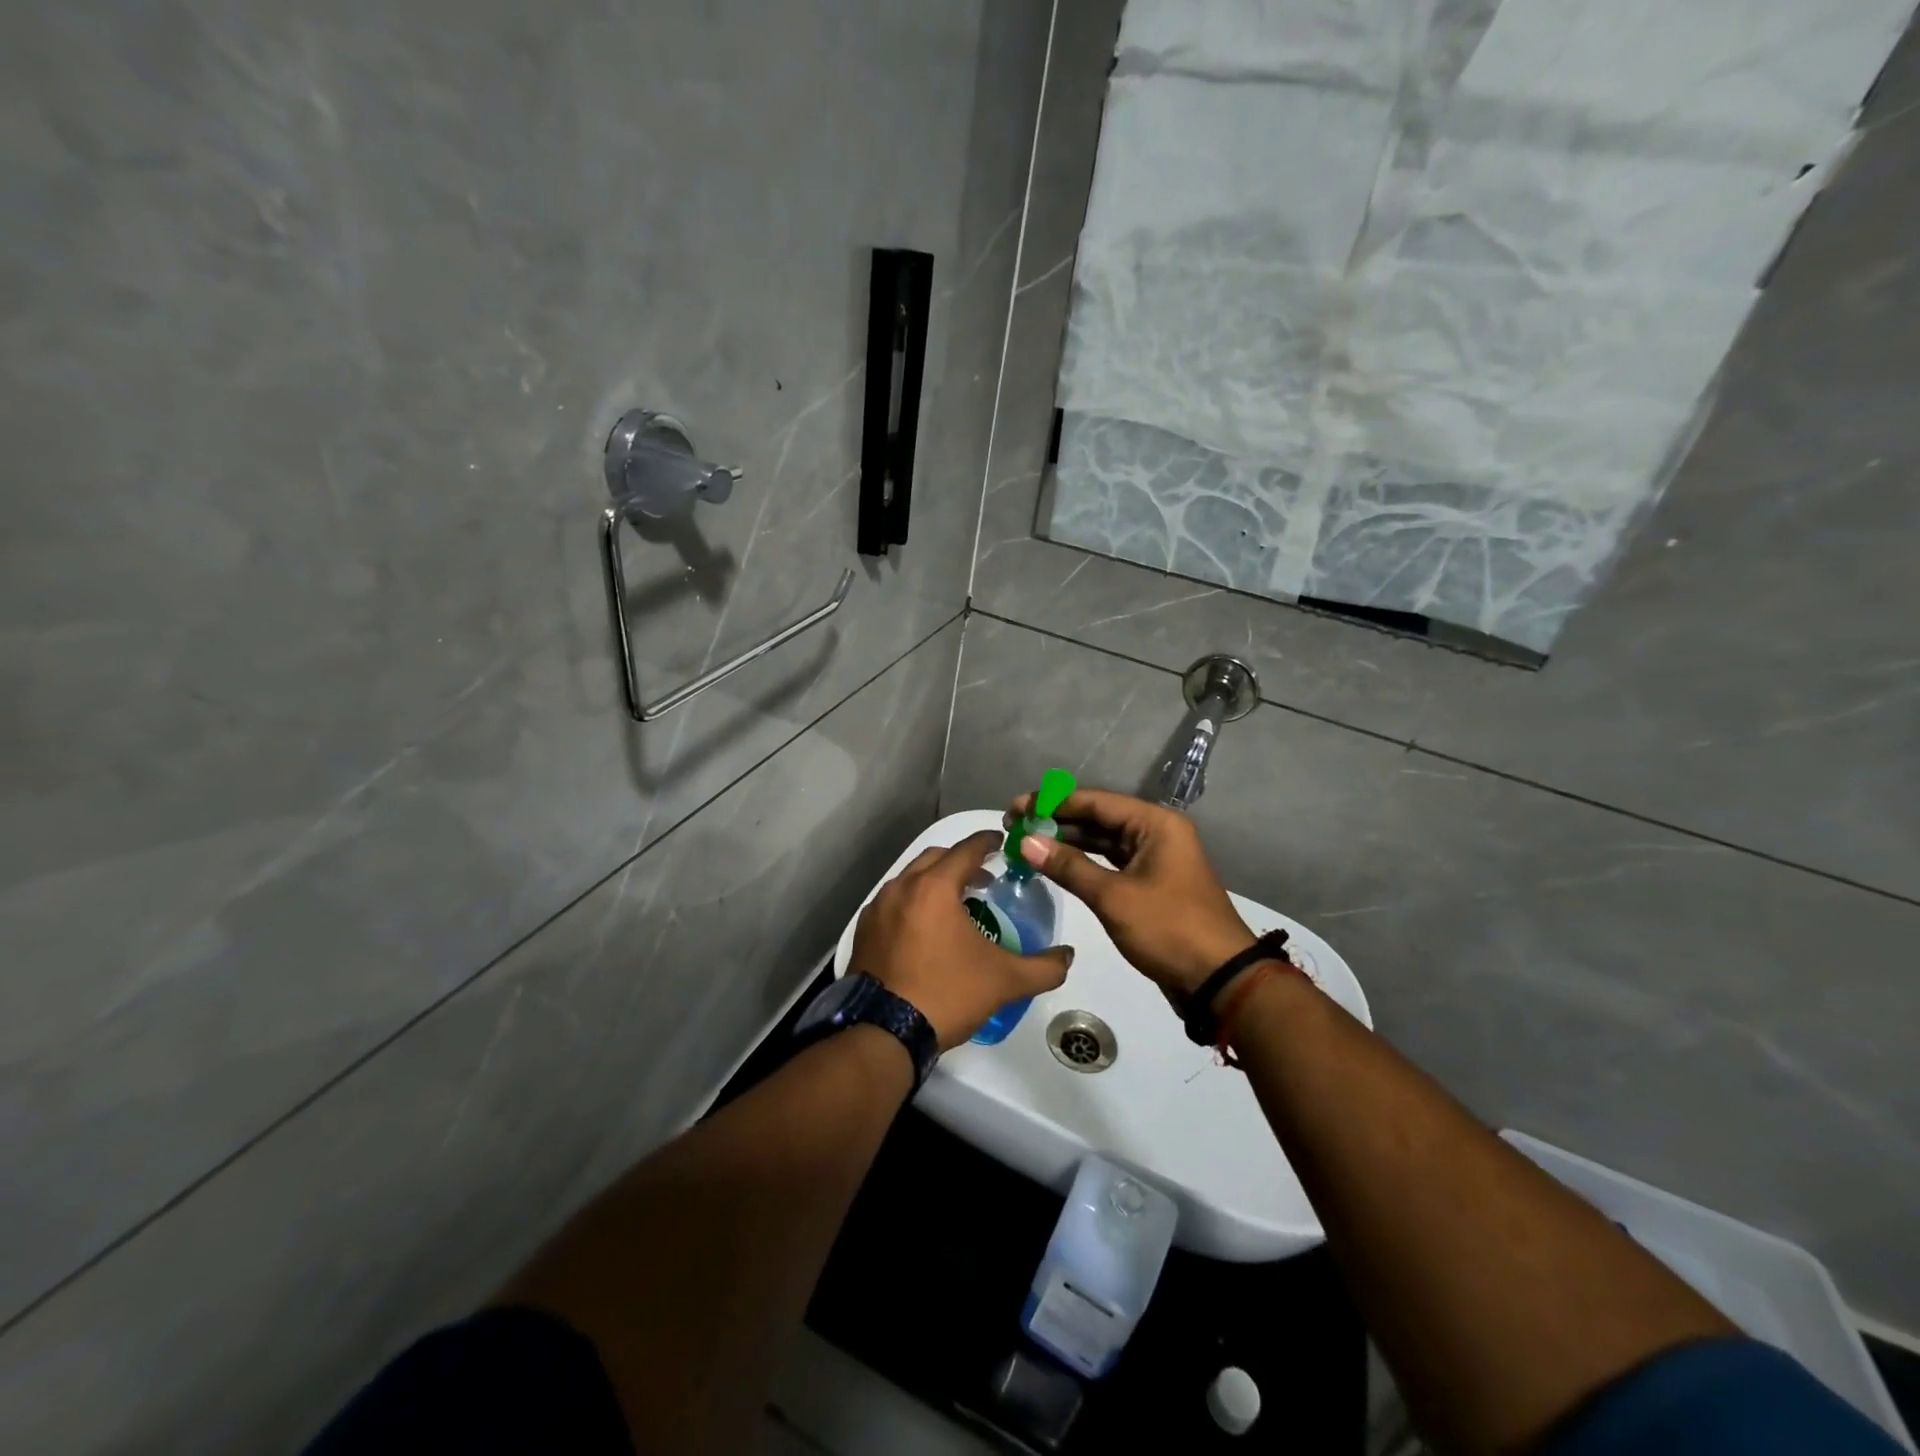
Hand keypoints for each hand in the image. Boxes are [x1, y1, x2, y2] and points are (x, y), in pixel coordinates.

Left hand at [851, 831, 1074, 1050]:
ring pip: (911, 878)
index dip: (989, 842)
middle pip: (936, 857)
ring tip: (956, 903)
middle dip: (961, 860)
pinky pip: (893, 901)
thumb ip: (1043, 967)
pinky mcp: (864, 930)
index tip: (1003, 843)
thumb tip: (1067, 956)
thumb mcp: (1004, 981)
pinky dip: (913, 902)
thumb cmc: (947, 994)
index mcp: (935, 887)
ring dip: (935, 880)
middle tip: (984, 877)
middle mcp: (902, 887)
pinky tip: (925, 928)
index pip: (967, 849)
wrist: (885, 1032)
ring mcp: (878, 908)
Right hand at [1008, 788, 1254, 998]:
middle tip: (1014, 826)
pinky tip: (1054, 866)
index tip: (1015, 808)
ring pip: (1102, 841)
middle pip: (1098, 818)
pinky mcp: (1149, 884)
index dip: (1052, 803)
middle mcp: (1156, 833)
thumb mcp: (1113, 897)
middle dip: (1056, 822)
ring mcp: (1154, 859)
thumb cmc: (1169, 928)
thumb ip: (1068, 866)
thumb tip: (1025, 841)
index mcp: (1155, 824)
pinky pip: (1110, 863)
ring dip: (1067, 843)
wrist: (1218, 980)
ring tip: (1026, 844)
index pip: (1094, 802)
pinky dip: (1083, 864)